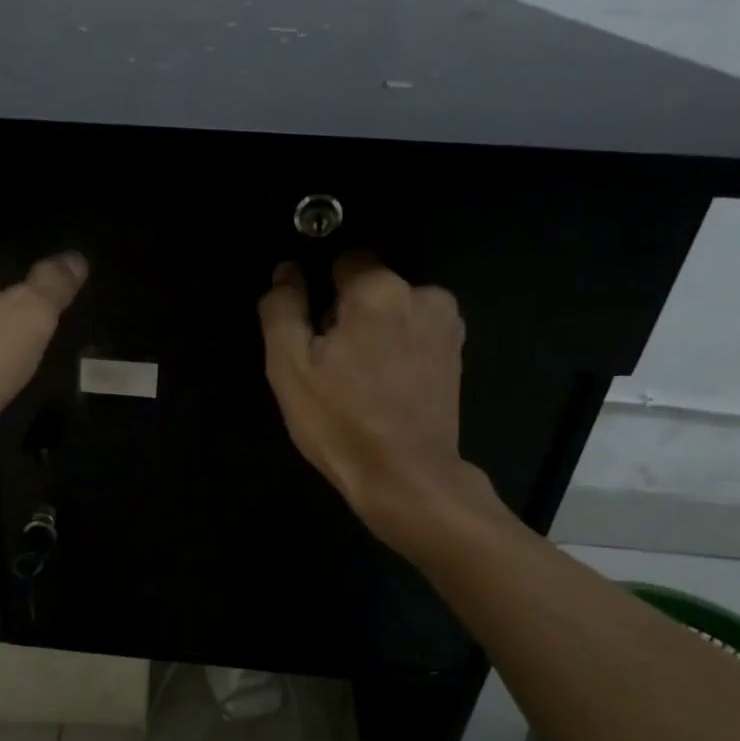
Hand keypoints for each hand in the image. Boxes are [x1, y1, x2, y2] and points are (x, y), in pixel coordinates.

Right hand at [258, 254, 502, 551]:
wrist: (406, 479)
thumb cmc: (341, 422)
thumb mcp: (289, 367)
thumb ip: (282, 308)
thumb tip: (286, 272)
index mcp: (380, 290)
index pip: (343, 261)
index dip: (321, 293)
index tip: (314, 332)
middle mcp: (423, 294)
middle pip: (369, 287)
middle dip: (348, 314)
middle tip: (333, 365)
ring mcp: (447, 325)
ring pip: (393, 310)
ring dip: (375, 331)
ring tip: (361, 380)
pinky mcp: (457, 353)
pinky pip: (415, 332)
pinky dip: (398, 348)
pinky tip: (386, 387)